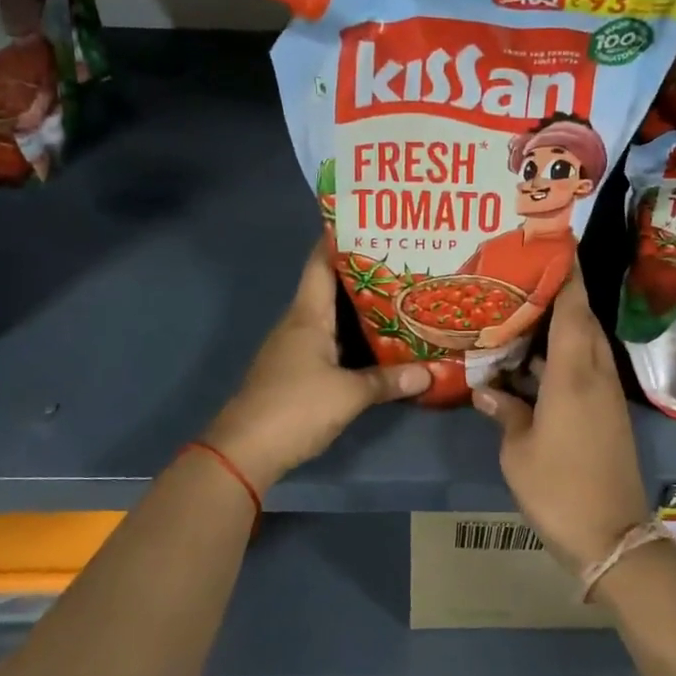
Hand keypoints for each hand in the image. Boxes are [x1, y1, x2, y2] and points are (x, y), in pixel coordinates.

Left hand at [202, 241, 428, 489]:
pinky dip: (353, 337)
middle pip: (330, 288)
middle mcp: (298, 324)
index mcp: (307, 316)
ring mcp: (294, 349)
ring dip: (360, 309)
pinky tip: (378, 342)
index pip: (320, 263)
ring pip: (331, 317)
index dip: (340, 240)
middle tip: (403, 263)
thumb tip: (430, 373)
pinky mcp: (296, 372)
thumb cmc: (295, 408)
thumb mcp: (349, 394)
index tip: (370, 224)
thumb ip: (389, 381)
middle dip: (364, 274)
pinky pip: (329, 342)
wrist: (245, 451)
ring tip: (400, 297)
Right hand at [471, 278, 650, 572]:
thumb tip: (488, 390)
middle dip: (561, 298)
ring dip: (560, 330)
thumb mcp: (518, 450)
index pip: (573, 310)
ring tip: (522, 319)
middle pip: (582, 323)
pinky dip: (563, 359)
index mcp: (573, 375)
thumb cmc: (557, 488)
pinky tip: (532, 368)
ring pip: (585, 347)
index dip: (567, 276)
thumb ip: (505, 412)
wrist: (611, 536)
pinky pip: (586, 371)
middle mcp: (596, 376)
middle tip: (526, 281)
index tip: (557, 246)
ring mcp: (606, 397)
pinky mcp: (607, 416)